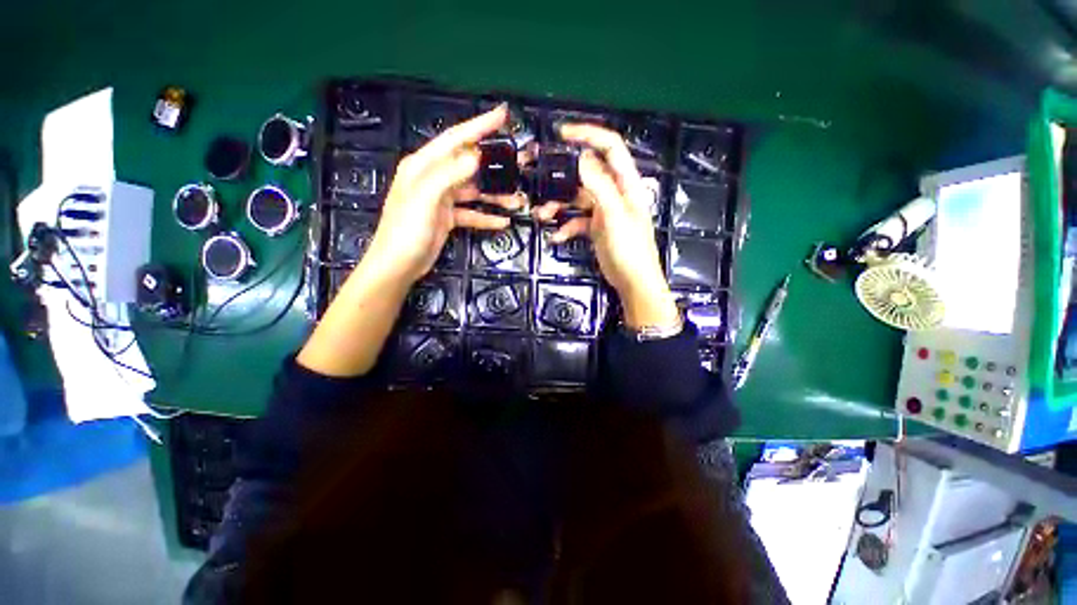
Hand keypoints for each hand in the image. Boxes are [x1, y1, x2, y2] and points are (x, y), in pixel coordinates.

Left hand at [363, 104, 521, 285]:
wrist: (398, 265)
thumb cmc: (406, 230)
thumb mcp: (425, 199)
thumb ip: (449, 175)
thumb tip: (476, 156)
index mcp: (423, 166)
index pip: (455, 139)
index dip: (479, 125)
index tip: (503, 115)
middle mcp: (433, 178)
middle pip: (469, 164)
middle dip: (494, 164)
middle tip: (519, 163)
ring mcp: (442, 199)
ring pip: (474, 191)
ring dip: (495, 195)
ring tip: (517, 200)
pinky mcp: (448, 217)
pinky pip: (471, 213)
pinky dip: (486, 216)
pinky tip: (503, 222)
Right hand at [533, 124, 678, 329]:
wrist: (632, 282)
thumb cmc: (629, 248)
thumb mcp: (613, 215)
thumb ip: (599, 186)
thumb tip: (582, 158)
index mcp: (625, 184)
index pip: (610, 147)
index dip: (588, 135)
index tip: (562, 134)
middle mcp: (614, 193)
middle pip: (586, 174)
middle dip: (562, 177)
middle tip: (540, 178)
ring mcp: (603, 211)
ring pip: (576, 199)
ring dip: (558, 205)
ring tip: (541, 215)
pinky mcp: (596, 227)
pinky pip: (576, 221)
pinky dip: (565, 227)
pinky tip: (556, 237)